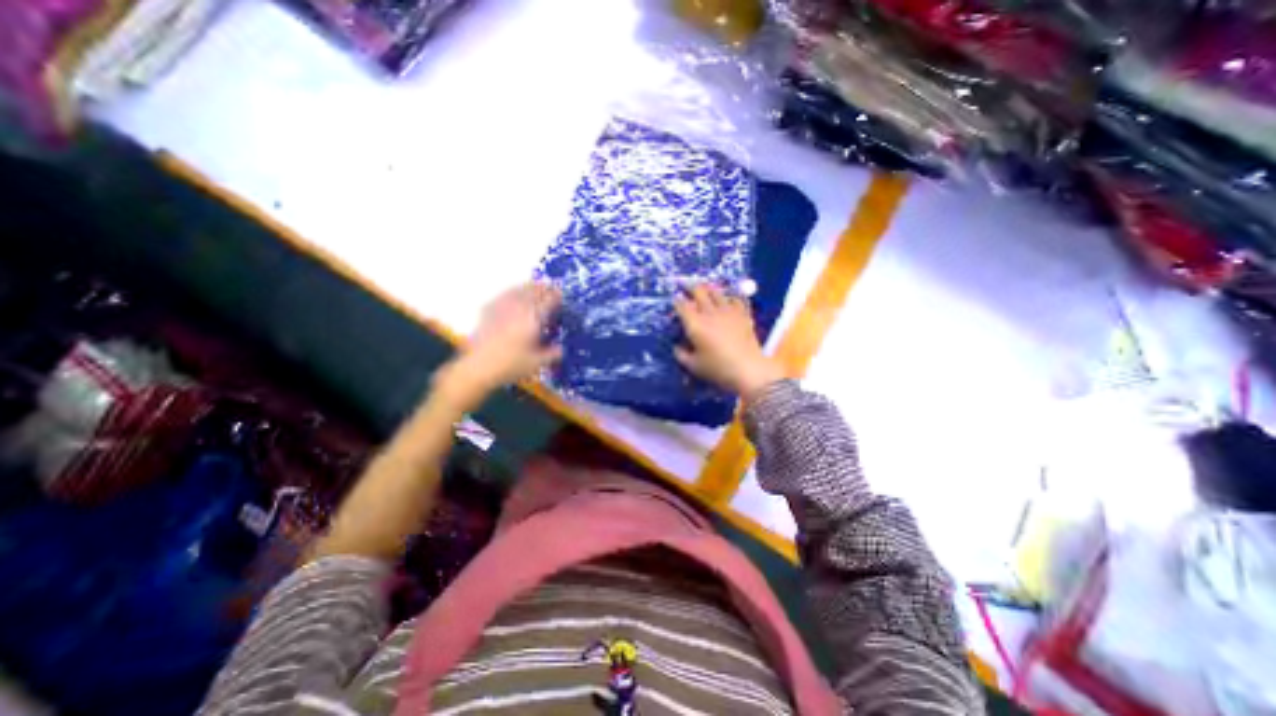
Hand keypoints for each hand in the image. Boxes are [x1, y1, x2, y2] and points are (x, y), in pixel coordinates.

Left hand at [435, 280, 559, 404]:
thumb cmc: (511, 365)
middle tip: (550, 288)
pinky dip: (511, 292)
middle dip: (543, 288)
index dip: (556, 296)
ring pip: (517, 290)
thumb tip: (561, 349)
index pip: (548, 301)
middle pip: (533, 291)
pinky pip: (502, 295)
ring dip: (528, 287)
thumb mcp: (537, 363)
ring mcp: (501, 307)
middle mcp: (518, 308)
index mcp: (533, 318)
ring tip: (533, 287)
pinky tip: (511, 296)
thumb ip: (552, 354)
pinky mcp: (487, 311)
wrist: (478, 367)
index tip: (561, 295)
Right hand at [672, 281, 783, 399]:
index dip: (676, 302)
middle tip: (686, 289)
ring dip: (709, 290)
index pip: (682, 305)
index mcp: (695, 324)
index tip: (675, 302)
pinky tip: (729, 299)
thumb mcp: (693, 366)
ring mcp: (728, 311)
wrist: (748, 369)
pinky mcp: (743, 314)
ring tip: (706, 291)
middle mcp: (710, 312)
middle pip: (699, 291)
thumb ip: (681, 355)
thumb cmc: (718, 369)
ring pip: (717, 291)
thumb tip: (676, 347)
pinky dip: (730, 296)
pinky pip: (736, 298)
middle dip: (690, 288)